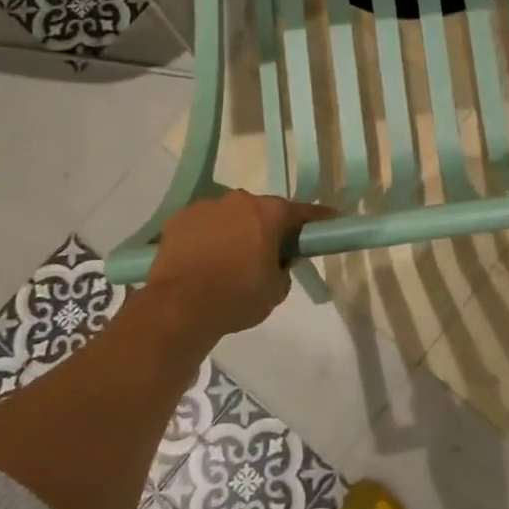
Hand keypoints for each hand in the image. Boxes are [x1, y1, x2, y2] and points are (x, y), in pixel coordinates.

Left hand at [142, 191, 333, 343]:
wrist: (178, 308)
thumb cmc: (237, 297)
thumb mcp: (276, 290)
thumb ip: (285, 268)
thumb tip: (279, 260)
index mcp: (269, 213)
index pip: (302, 212)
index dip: (318, 219)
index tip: (330, 221)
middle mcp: (239, 200)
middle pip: (262, 210)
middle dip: (269, 227)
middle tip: (270, 251)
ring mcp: (206, 207)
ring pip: (230, 215)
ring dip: (236, 230)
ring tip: (230, 258)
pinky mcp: (178, 219)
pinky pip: (203, 224)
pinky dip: (208, 236)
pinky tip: (204, 259)